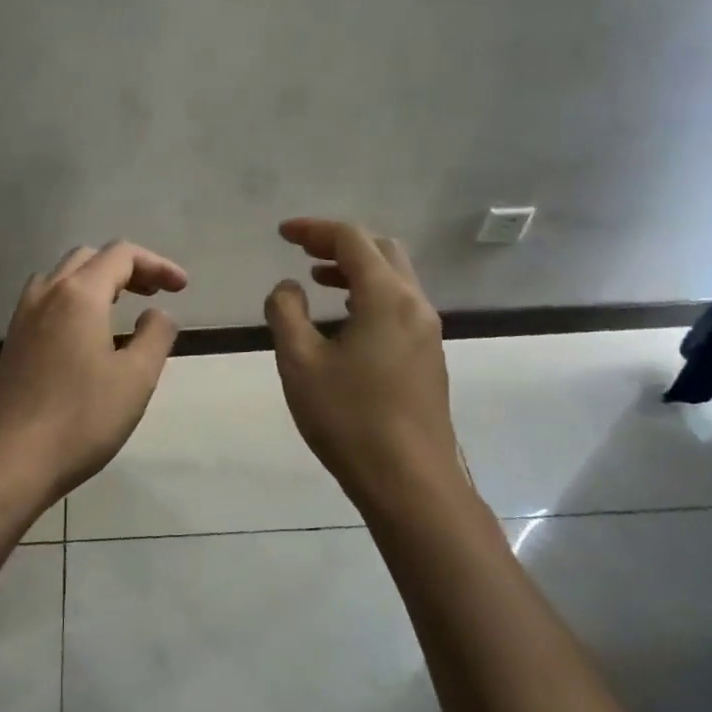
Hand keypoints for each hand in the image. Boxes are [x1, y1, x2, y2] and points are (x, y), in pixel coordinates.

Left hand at [0, 241, 187, 507]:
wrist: (8, 462)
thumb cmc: (80, 419)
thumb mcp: (136, 378)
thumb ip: (156, 335)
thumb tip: (157, 313)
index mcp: (78, 294)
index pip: (121, 254)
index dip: (157, 264)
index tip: (182, 288)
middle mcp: (46, 294)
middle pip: (89, 258)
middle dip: (127, 268)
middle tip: (154, 294)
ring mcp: (23, 317)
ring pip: (63, 277)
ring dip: (97, 282)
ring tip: (121, 309)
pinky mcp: (12, 342)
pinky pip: (47, 302)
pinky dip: (75, 301)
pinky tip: (88, 336)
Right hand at [264, 218, 467, 510]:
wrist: (409, 482)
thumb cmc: (349, 418)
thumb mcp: (300, 362)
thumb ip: (286, 313)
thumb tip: (288, 287)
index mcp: (387, 297)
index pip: (351, 240)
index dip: (314, 229)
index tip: (282, 233)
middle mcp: (415, 305)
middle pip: (381, 251)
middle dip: (339, 243)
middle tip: (302, 251)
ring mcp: (428, 332)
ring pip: (394, 279)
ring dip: (356, 269)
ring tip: (319, 280)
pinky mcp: (429, 357)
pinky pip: (400, 305)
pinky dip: (370, 294)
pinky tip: (346, 321)